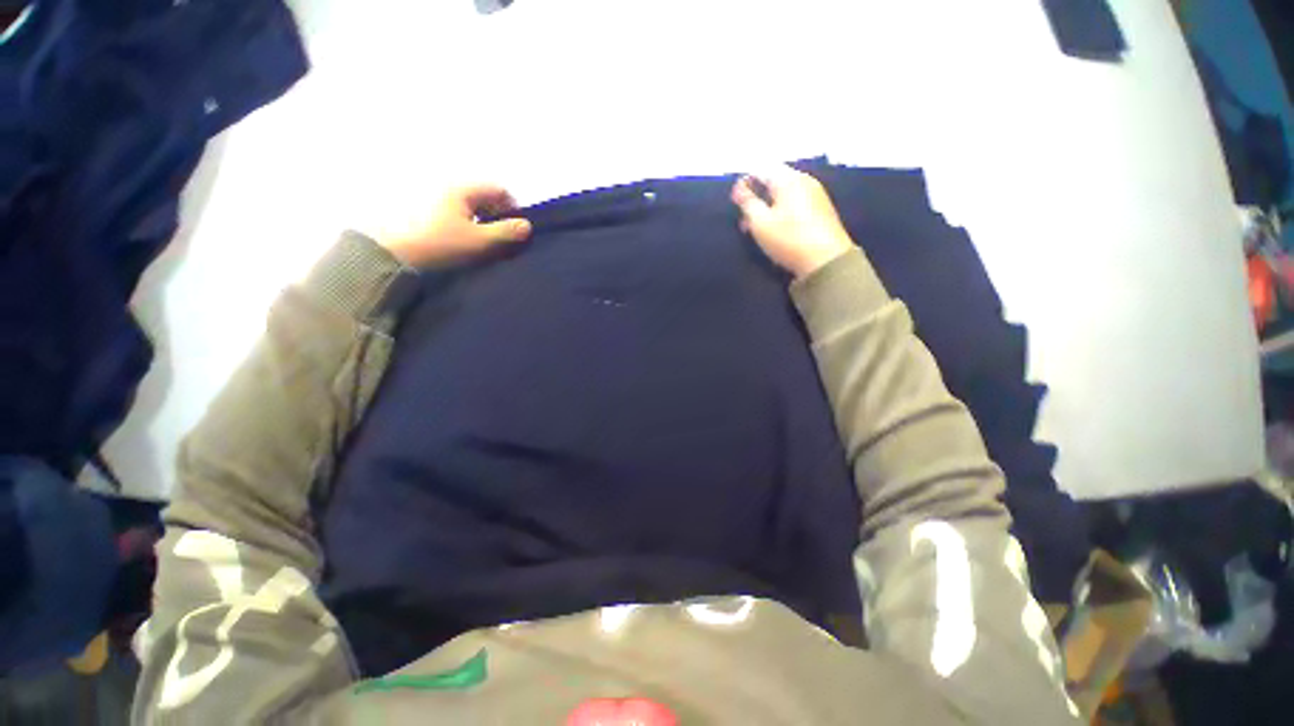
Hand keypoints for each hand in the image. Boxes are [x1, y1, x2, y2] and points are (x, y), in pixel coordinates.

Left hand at [373, 184, 532, 266]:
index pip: (499, 190)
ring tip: (485, 243)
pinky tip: (466, 241)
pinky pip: (458, 212)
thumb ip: (506, 232)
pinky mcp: (428, 211)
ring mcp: (437, 198)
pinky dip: (469, 224)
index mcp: (464, 189)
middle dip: (499, 216)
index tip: (517, 230)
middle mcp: (450, 187)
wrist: (396, 255)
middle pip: (486, 197)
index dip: (513, 208)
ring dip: (484, 221)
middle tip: (503, 239)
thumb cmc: (441, 244)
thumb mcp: (479, 241)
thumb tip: (527, 226)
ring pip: (472, 206)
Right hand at [731, 166, 854, 278]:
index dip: (744, 183)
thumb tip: (739, 187)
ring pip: (784, 192)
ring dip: (768, 206)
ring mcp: (815, 193)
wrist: (826, 260)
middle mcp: (804, 179)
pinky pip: (795, 202)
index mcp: (787, 179)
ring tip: (758, 228)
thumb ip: (747, 202)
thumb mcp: (760, 223)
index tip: (735, 203)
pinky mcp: (821, 208)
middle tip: (745, 220)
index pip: (760, 169)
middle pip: (773, 180)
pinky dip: (781, 211)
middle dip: (756, 197)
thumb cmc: (788, 239)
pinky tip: (777, 229)